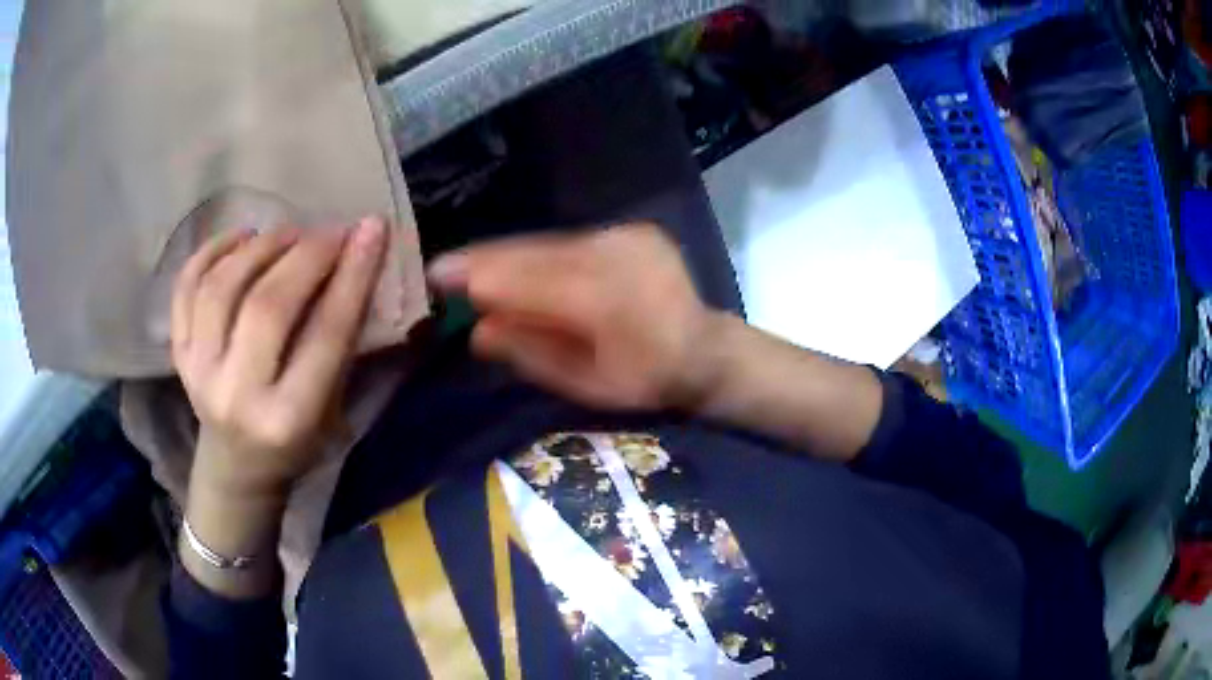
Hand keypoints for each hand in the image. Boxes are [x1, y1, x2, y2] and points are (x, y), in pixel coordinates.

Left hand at [171, 218, 386, 500]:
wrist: (237, 466)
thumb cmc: (296, 441)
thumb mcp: (332, 406)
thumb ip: (341, 340)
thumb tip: (358, 257)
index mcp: (288, 419)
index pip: (324, 335)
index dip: (352, 276)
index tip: (372, 229)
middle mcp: (236, 396)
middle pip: (267, 306)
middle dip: (306, 255)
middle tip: (330, 231)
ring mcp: (198, 373)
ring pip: (222, 288)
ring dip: (260, 247)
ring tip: (288, 233)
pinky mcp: (179, 355)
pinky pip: (186, 287)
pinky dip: (212, 251)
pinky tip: (241, 237)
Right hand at [428, 224, 721, 410]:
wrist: (704, 348)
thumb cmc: (644, 379)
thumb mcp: (586, 384)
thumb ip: (532, 354)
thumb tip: (477, 329)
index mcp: (608, 302)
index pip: (529, 282)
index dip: (481, 277)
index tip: (438, 276)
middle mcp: (616, 256)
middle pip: (535, 255)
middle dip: (485, 260)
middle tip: (443, 266)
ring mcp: (627, 237)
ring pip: (551, 244)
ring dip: (509, 255)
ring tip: (470, 264)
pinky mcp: (631, 230)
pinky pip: (572, 241)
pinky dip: (541, 254)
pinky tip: (517, 264)